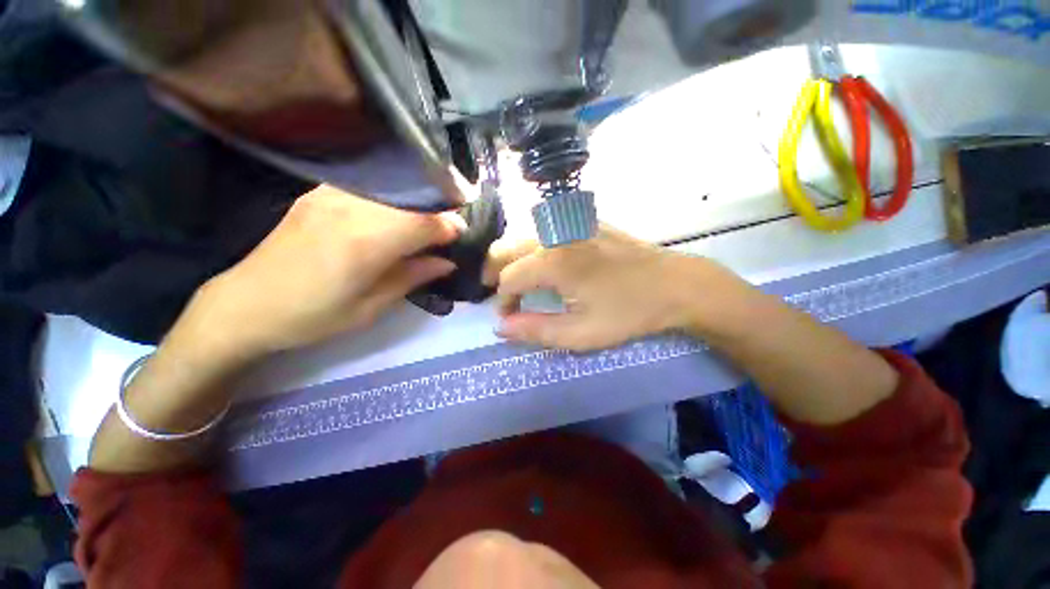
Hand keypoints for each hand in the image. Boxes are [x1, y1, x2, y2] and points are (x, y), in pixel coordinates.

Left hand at [181, 185, 459, 360]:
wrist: (246, 303)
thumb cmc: (314, 315)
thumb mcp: (372, 307)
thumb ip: (413, 276)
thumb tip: (447, 262)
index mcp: (366, 242)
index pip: (425, 222)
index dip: (450, 227)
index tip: (461, 236)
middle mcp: (351, 207)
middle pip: (413, 200)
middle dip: (438, 212)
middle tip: (448, 230)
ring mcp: (331, 194)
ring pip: (394, 189)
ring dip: (417, 203)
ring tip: (426, 223)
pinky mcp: (319, 192)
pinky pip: (371, 187)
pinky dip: (393, 198)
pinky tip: (394, 215)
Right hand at [495, 228, 748, 350]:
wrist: (676, 284)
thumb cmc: (628, 313)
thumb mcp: (581, 334)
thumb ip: (535, 331)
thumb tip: (500, 327)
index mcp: (552, 262)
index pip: (508, 279)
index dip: (503, 301)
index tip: (510, 318)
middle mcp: (555, 236)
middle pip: (506, 248)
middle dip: (496, 272)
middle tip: (503, 295)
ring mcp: (571, 224)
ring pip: (524, 237)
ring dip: (514, 259)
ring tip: (520, 282)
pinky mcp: (585, 222)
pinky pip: (546, 231)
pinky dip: (534, 248)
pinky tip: (545, 265)